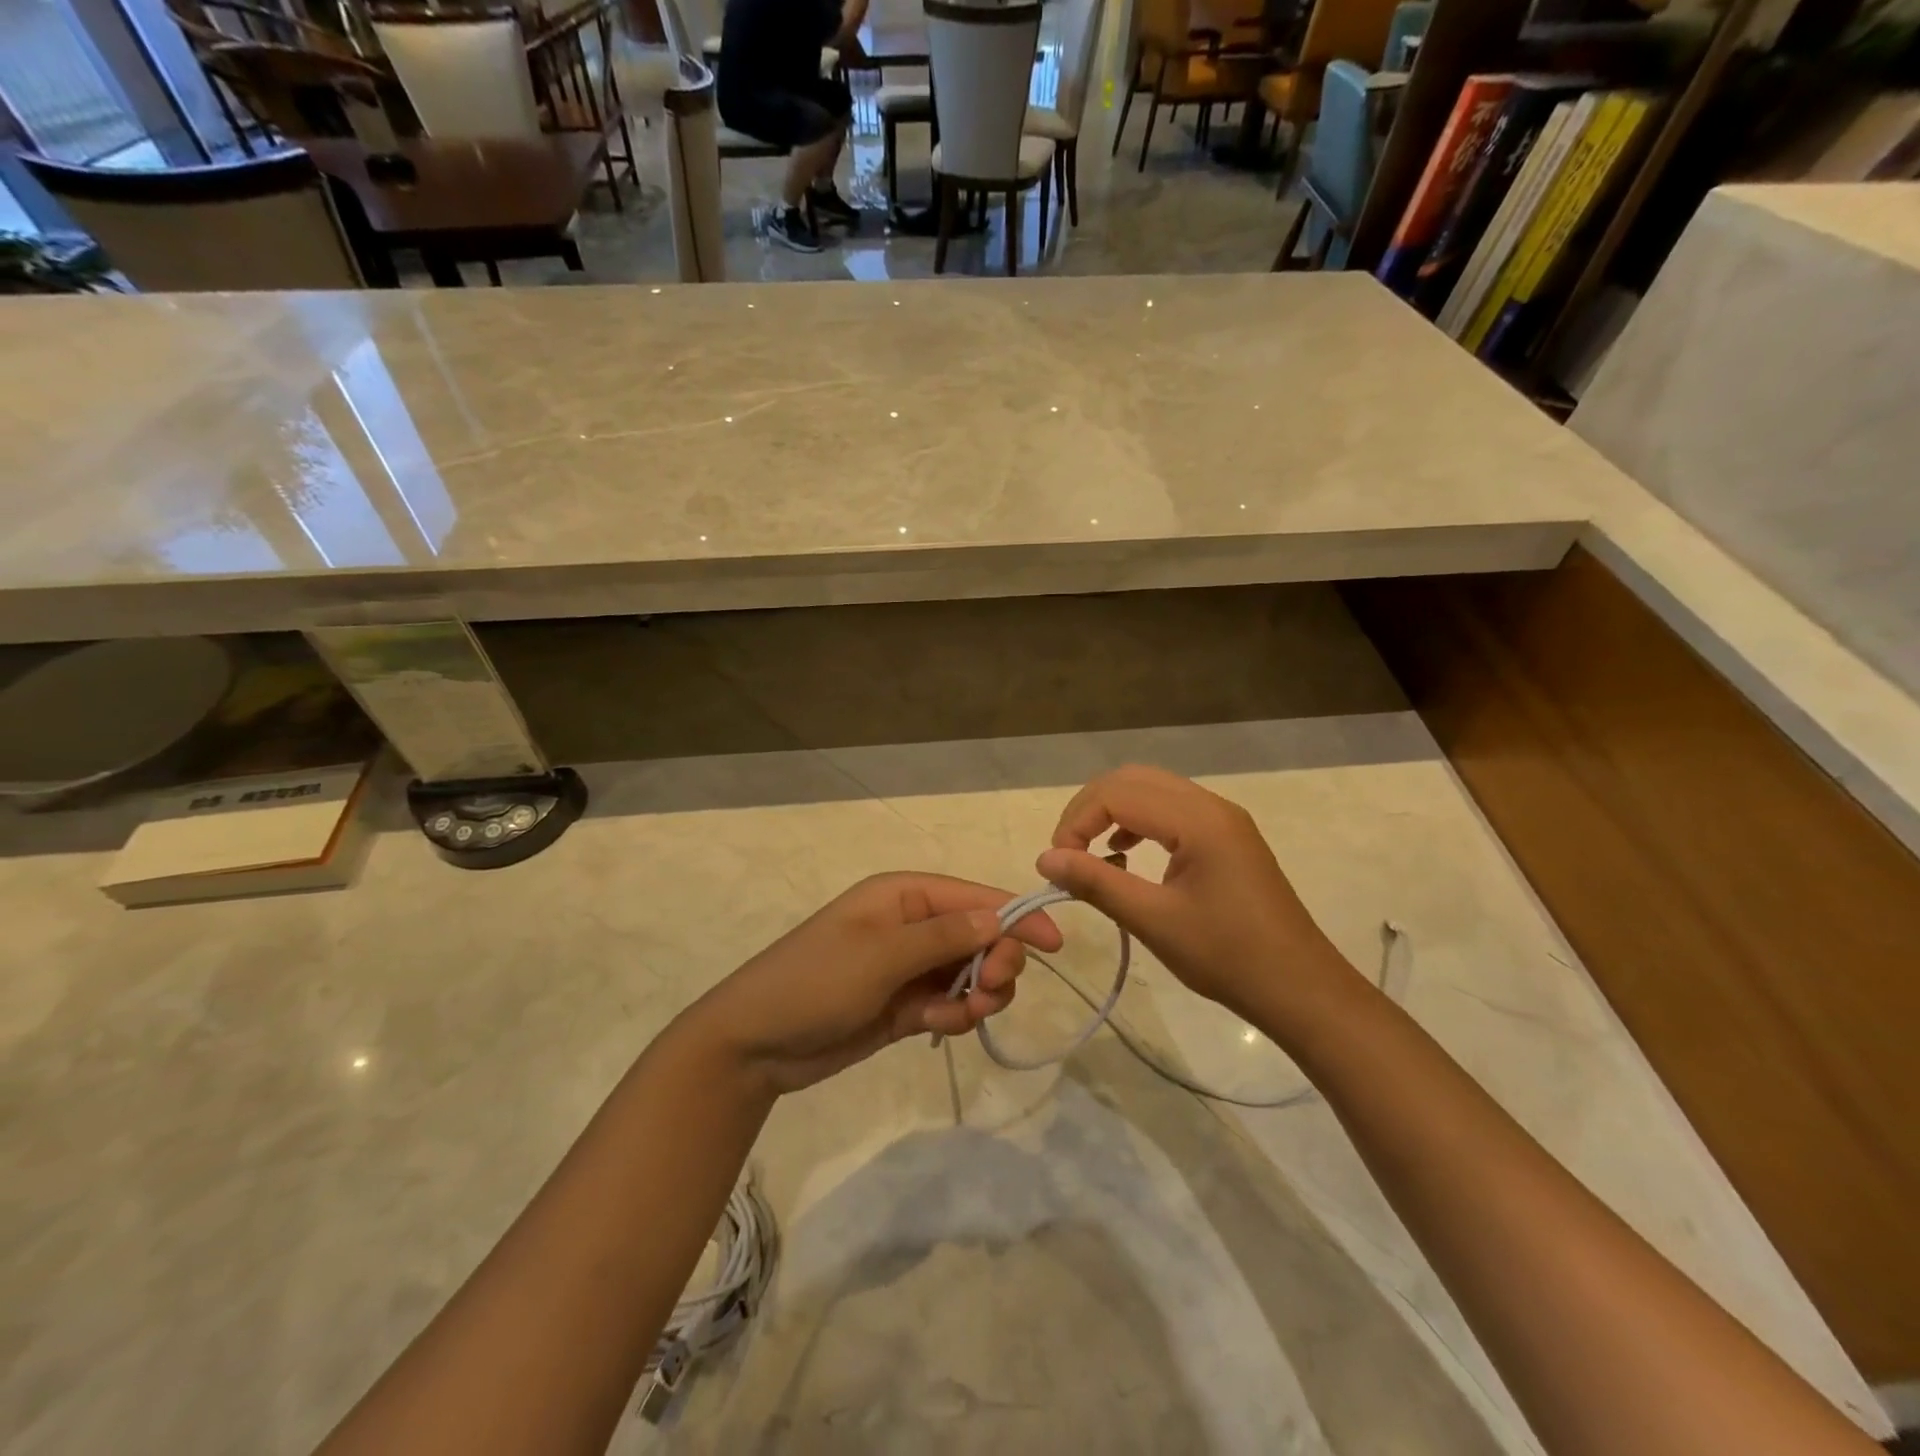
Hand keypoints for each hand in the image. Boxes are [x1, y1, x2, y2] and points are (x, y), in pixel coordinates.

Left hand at [685, 873, 1062, 1094]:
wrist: (756, 1044)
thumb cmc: (816, 982)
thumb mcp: (882, 955)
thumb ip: (945, 936)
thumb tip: (999, 914)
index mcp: (904, 896)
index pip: (976, 897)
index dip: (1016, 916)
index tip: (1054, 946)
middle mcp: (911, 925)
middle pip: (980, 936)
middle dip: (995, 962)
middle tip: (991, 990)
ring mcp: (908, 967)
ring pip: (970, 973)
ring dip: (977, 994)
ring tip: (959, 1014)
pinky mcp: (904, 1004)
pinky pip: (949, 1002)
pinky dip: (954, 1014)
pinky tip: (937, 1026)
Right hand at [1036, 766, 1354, 1027]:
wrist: (1300, 988)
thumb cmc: (1227, 957)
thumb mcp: (1153, 921)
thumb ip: (1096, 882)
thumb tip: (1045, 859)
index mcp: (1197, 820)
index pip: (1117, 794)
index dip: (1076, 822)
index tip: (1057, 864)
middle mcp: (1210, 805)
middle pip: (1132, 780)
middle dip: (1090, 808)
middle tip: (1067, 852)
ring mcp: (1223, 818)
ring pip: (1151, 790)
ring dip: (1113, 812)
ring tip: (1090, 853)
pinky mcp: (1227, 836)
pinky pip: (1171, 809)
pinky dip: (1138, 822)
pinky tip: (1126, 856)